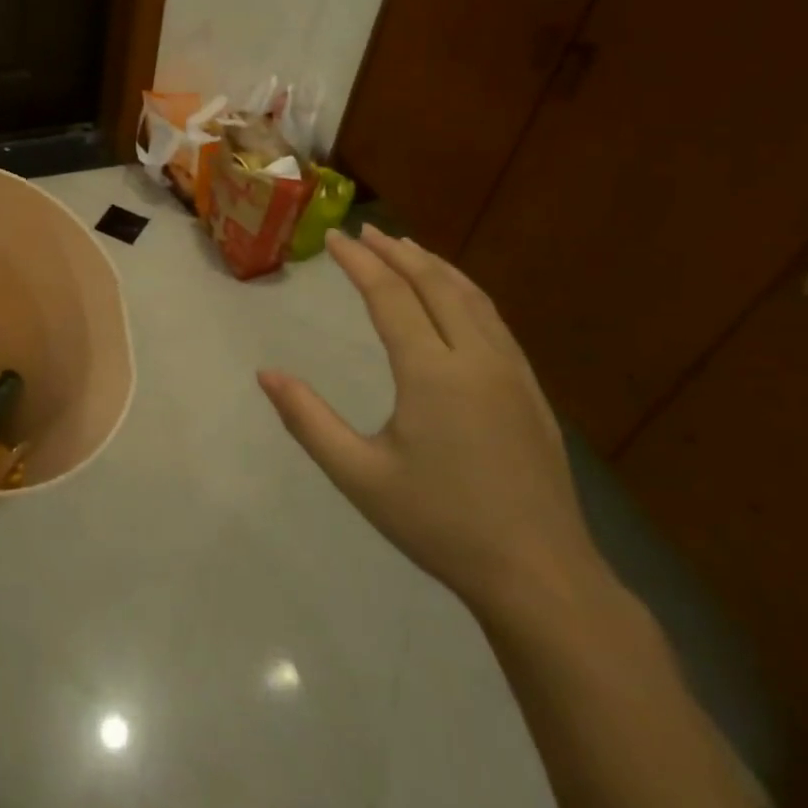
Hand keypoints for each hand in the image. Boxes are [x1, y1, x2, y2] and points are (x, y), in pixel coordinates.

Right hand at [258, 224, 607, 617]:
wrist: (541, 575)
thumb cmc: (441, 524)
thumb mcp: (360, 477)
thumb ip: (309, 421)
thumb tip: (266, 374)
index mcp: (432, 373)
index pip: (390, 295)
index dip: (359, 262)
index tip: (334, 238)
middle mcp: (475, 357)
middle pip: (434, 283)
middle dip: (397, 252)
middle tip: (366, 232)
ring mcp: (511, 371)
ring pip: (471, 296)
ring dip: (435, 265)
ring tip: (407, 248)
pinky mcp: (530, 390)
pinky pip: (493, 319)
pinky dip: (465, 291)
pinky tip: (456, 297)